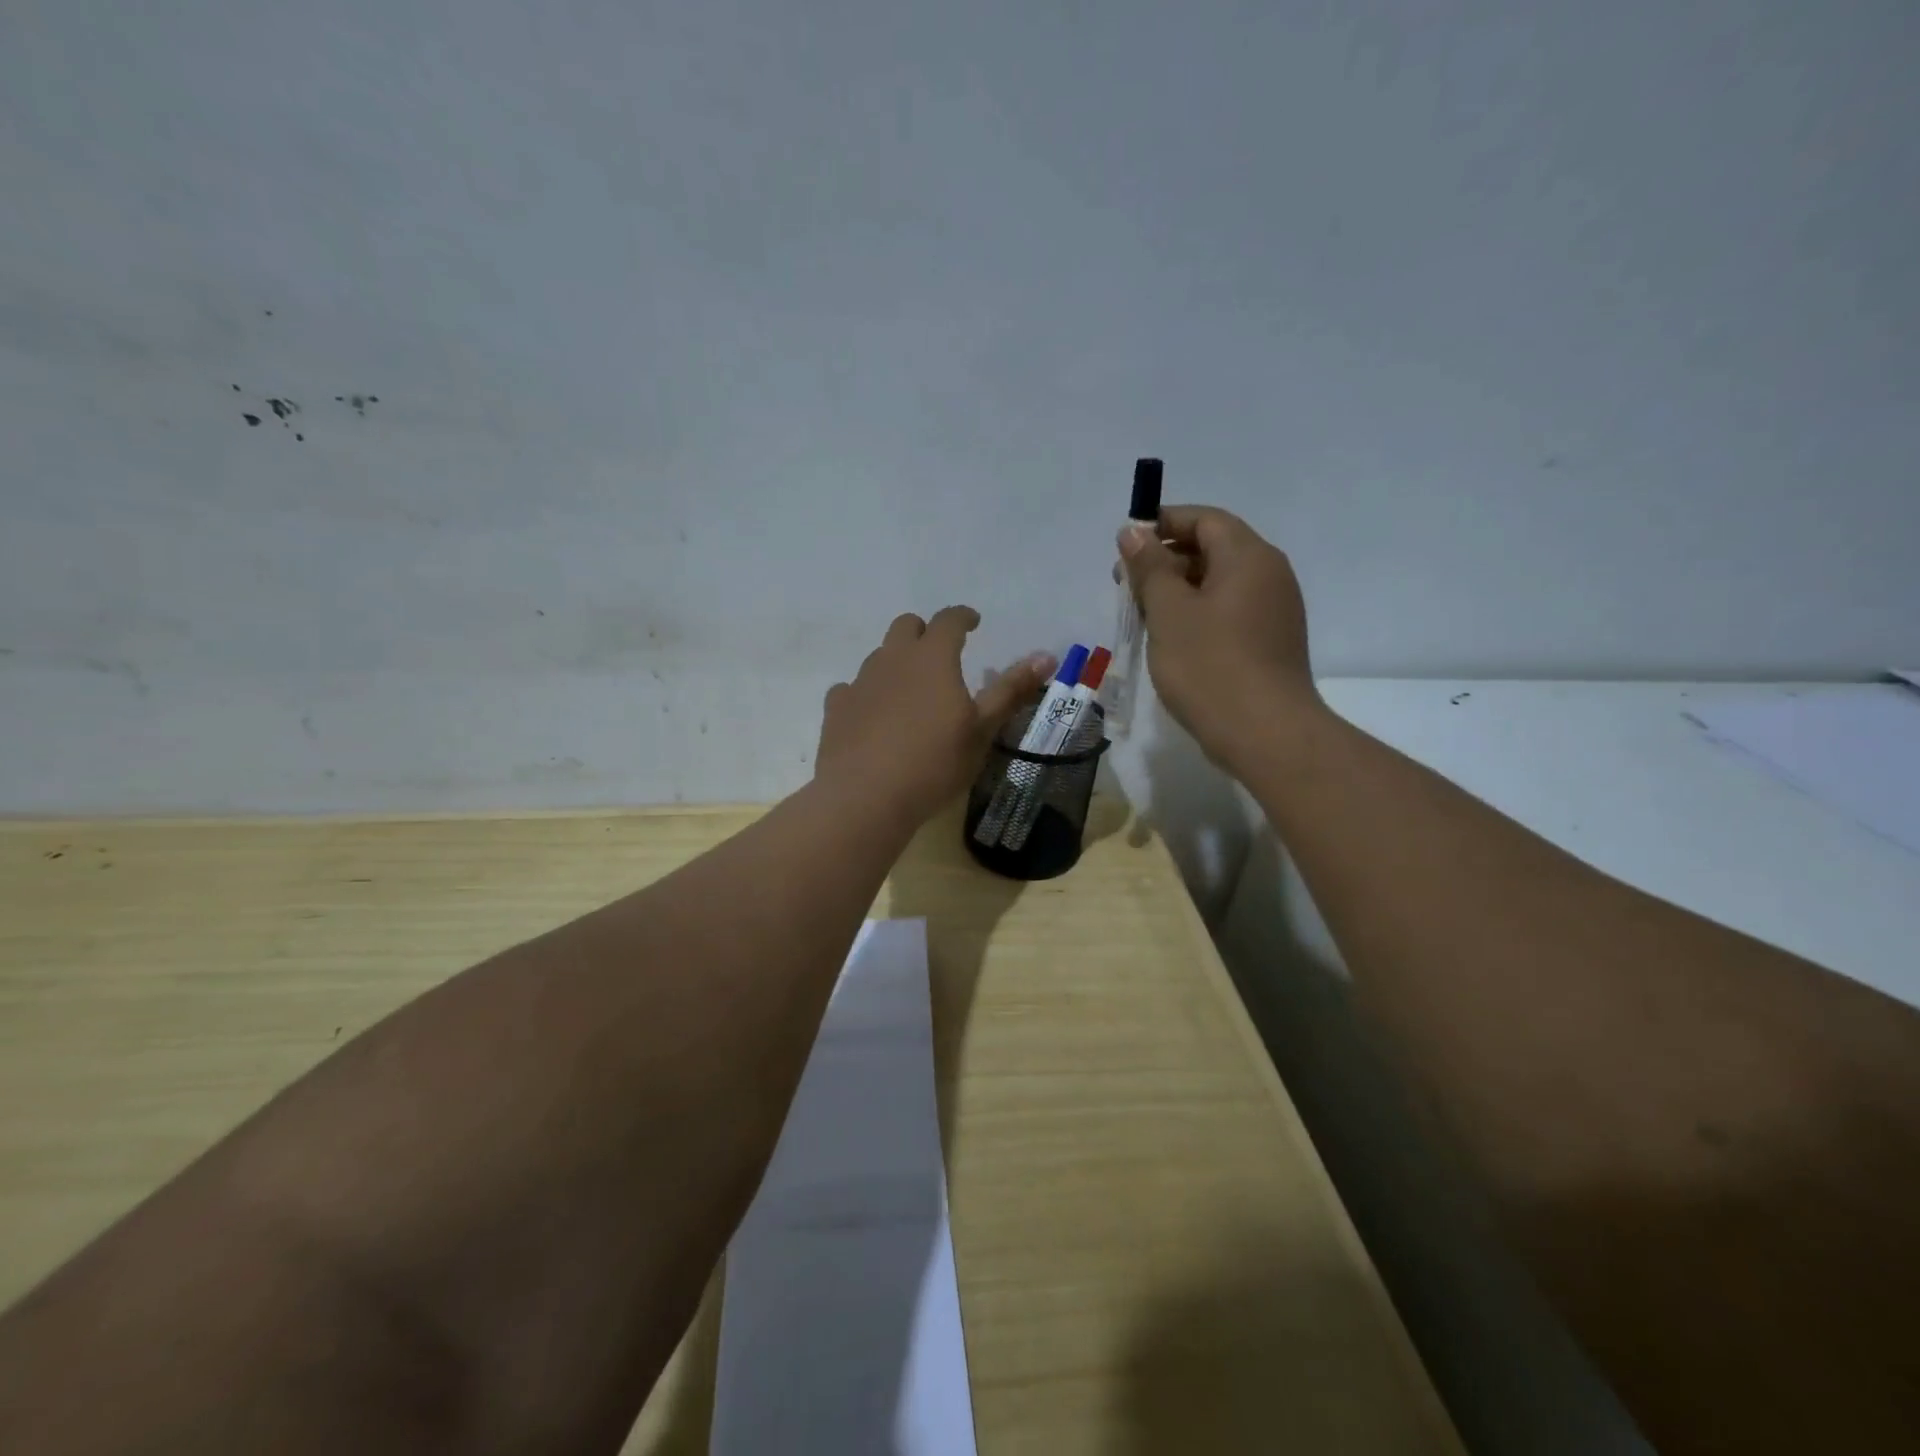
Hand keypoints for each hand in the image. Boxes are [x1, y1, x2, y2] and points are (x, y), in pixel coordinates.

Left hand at [816, 607, 1054, 829]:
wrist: (866, 797)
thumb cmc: (934, 763)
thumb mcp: (982, 730)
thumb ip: (1011, 690)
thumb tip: (1045, 656)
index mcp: (932, 658)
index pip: (949, 620)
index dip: (963, 617)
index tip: (973, 622)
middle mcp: (892, 659)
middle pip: (906, 626)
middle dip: (924, 632)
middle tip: (940, 654)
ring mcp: (860, 682)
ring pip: (879, 656)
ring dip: (897, 663)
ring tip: (910, 692)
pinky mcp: (836, 708)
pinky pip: (852, 688)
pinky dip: (867, 694)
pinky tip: (873, 716)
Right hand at [1119, 506, 1323, 769]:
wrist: (1265, 733)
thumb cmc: (1210, 665)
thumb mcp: (1169, 611)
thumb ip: (1149, 567)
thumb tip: (1134, 531)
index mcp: (1248, 557)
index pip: (1204, 519)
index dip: (1163, 523)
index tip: (1125, 545)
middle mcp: (1269, 574)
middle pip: (1213, 549)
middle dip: (1165, 560)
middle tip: (1124, 585)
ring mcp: (1274, 610)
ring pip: (1219, 584)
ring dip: (1177, 590)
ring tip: (1141, 615)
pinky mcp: (1270, 642)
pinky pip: (1229, 612)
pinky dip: (1197, 614)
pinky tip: (1171, 639)